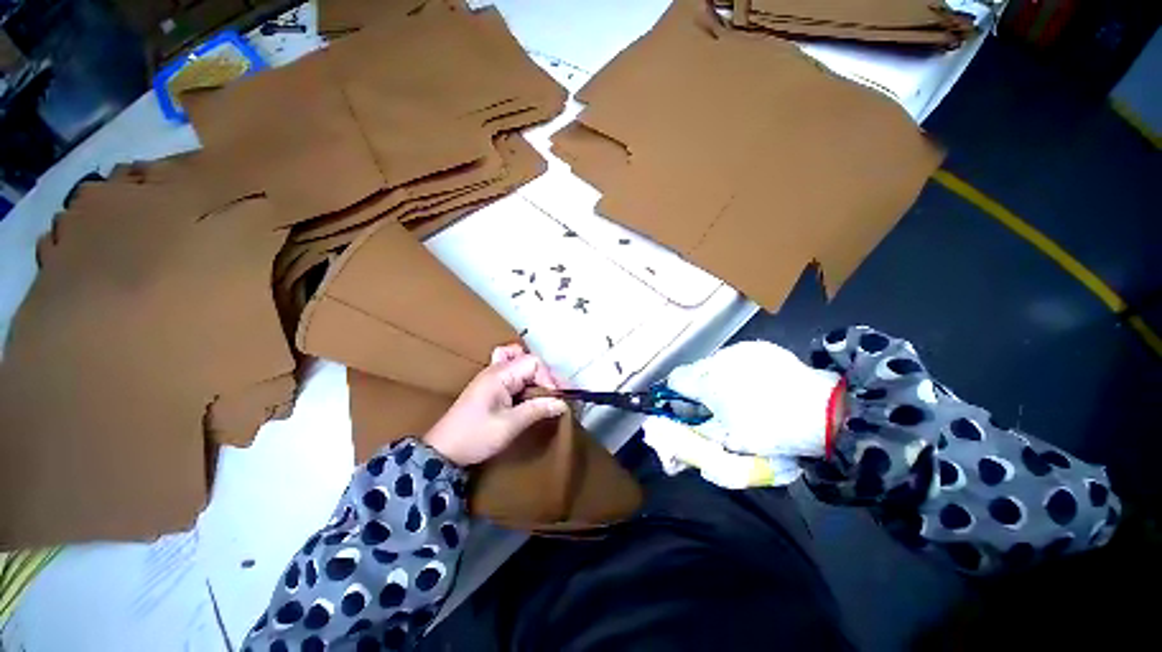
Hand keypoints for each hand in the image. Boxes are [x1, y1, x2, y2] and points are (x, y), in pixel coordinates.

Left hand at [423, 345, 567, 465]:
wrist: (442, 451)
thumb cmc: (475, 436)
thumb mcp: (509, 425)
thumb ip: (537, 410)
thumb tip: (562, 403)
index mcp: (499, 375)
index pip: (533, 363)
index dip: (549, 377)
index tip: (557, 398)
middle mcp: (496, 369)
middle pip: (529, 361)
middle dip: (547, 377)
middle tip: (557, 396)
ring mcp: (492, 376)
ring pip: (520, 362)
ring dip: (536, 375)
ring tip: (545, 392)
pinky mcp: (491, 386)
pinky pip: (512, 371)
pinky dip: (524, 377)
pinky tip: (528, 390)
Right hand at [666, 341, 841, 458]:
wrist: (825, 411)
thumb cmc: (771, 430)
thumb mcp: (729, 442)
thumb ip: (695, 439)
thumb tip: (671, 448)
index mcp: (707, 381)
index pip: (674, 380)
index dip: (676, 395)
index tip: (687, 410)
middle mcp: (719, 359)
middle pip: (694, 371)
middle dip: (698, 388)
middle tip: (715, 408)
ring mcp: (740, 350)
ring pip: (714, 364)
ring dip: (717, 378)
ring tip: (739, 396)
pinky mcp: (759, 347)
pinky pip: (736, 358)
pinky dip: (736, 370)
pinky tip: (756, 384)